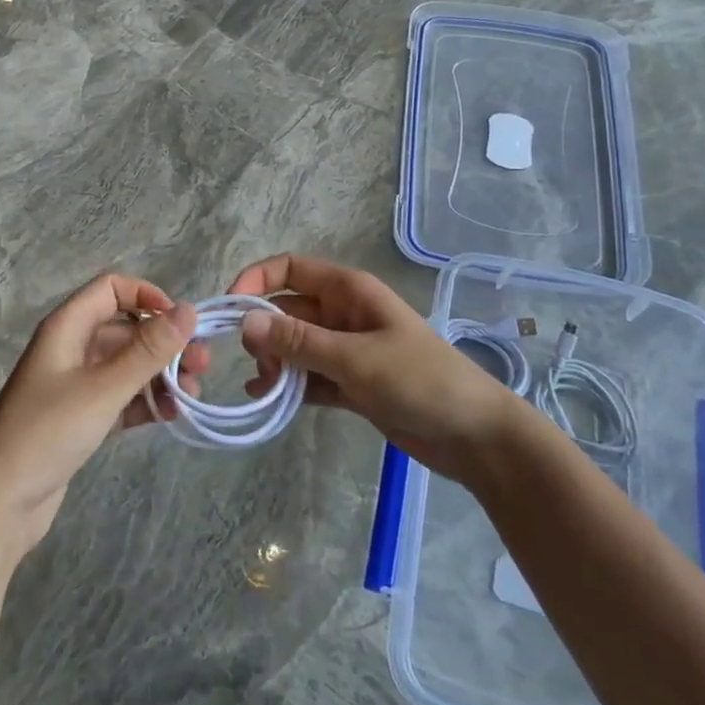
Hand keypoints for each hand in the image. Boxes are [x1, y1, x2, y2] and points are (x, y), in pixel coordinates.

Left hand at [0, 275, 204, 552]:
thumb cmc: (47, 433)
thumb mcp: (103, 388)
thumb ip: (148, 350)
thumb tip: (188, 311)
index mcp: (67, 328)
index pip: (111, 289)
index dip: (147, 296)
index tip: (180, 322)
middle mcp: (72, 348)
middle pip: (126, 329)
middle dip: (165, 343)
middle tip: (202, 365)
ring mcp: (76, 384)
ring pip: (128, 365)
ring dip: (161, 374)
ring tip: (191, 395)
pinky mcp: (82, 417)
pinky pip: (122, 396)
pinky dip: (146, 401)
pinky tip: (172, 415)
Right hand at [229, 253, 529, 484]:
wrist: (474, 435)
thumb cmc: (419, 381)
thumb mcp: (355, 357)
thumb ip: (299, 340)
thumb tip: (245, 321)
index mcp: (348, 291)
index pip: (290, 269)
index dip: (256, 281)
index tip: (230, 310)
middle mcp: (343, 314)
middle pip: (287, 309)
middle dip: (263, 330)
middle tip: (255, 362)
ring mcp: (347, 349)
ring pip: (295, 345)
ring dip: (274, 362)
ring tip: (263, 388)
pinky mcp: (350, 383)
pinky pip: (308, 375)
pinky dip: (289, 385)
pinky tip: (269, 400)